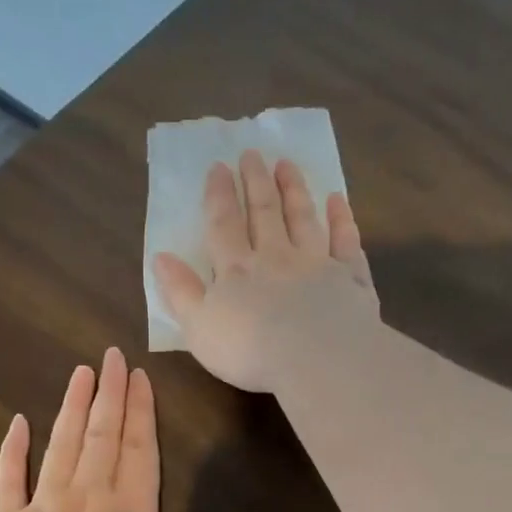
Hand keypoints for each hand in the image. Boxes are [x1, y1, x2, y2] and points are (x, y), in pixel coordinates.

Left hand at [0, 347, 293, 511]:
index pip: (140, 450)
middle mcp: (87, 496)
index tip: (139, 375)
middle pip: (101, 436)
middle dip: (109, 395)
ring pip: (60, 446)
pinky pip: (9, 478)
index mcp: (130, 511)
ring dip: (71, 408)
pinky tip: (16, 422)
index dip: (141, 412)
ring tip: (79, 374)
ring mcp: (43, 505)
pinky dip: (12, 450)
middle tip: (110, 355)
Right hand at [151, 150, 379, 392]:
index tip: (219, 167)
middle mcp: (276, 258)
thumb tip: (161, 257)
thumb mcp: (199, 327)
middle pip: (264, 213)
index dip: (219, 196)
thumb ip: (181, 292)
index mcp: (237, 270)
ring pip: (303, 219)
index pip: (224, 226)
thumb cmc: (250, 350)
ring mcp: (317, 264)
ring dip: (294, 190)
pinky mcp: (350, 278)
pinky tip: (338, 201)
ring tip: (286, 164)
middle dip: (256, 182)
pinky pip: (346, 242)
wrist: (316, 358)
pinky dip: (342, 220)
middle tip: (253, 154)